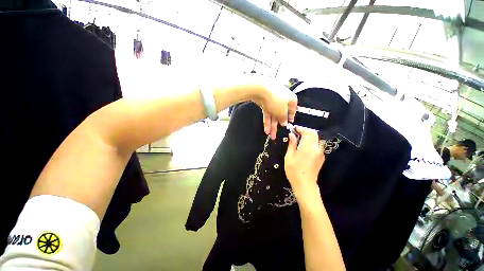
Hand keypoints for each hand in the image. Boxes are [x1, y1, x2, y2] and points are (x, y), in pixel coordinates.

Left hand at [251, 80, 296, 139]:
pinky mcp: (265, 103)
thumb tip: (284, 123)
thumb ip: (283, 118)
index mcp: (291, 100)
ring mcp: (273, 102)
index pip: (292, 111)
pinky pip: (267, 114)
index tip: (288, 124)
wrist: (261, 89)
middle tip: (276, 135)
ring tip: (271, 135)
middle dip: (278, 126)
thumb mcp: (282, 111)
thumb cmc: (276, 98)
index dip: (290, 118)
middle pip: (281, 115)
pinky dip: (267, 122)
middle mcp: (283, 101)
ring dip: (272, 126)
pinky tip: (266, 130)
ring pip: (273, 116)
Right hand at [285, 127, 325, 195]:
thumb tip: (292, 135)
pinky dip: (311, 142)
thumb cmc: (294, 170)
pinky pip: (317, 145)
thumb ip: (292, 144)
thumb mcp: (289, 156)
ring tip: (300, 138)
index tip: (294, 129)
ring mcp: (320, 153)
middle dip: (306, 131)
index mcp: (308, 147)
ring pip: (317, 139)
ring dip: (309, 136)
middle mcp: (316, 148)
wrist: (305, 184)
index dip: (301, 129)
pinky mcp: (321, 157)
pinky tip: (304, 146)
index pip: (308, 132)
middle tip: (297, 132)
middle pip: (314, 134)